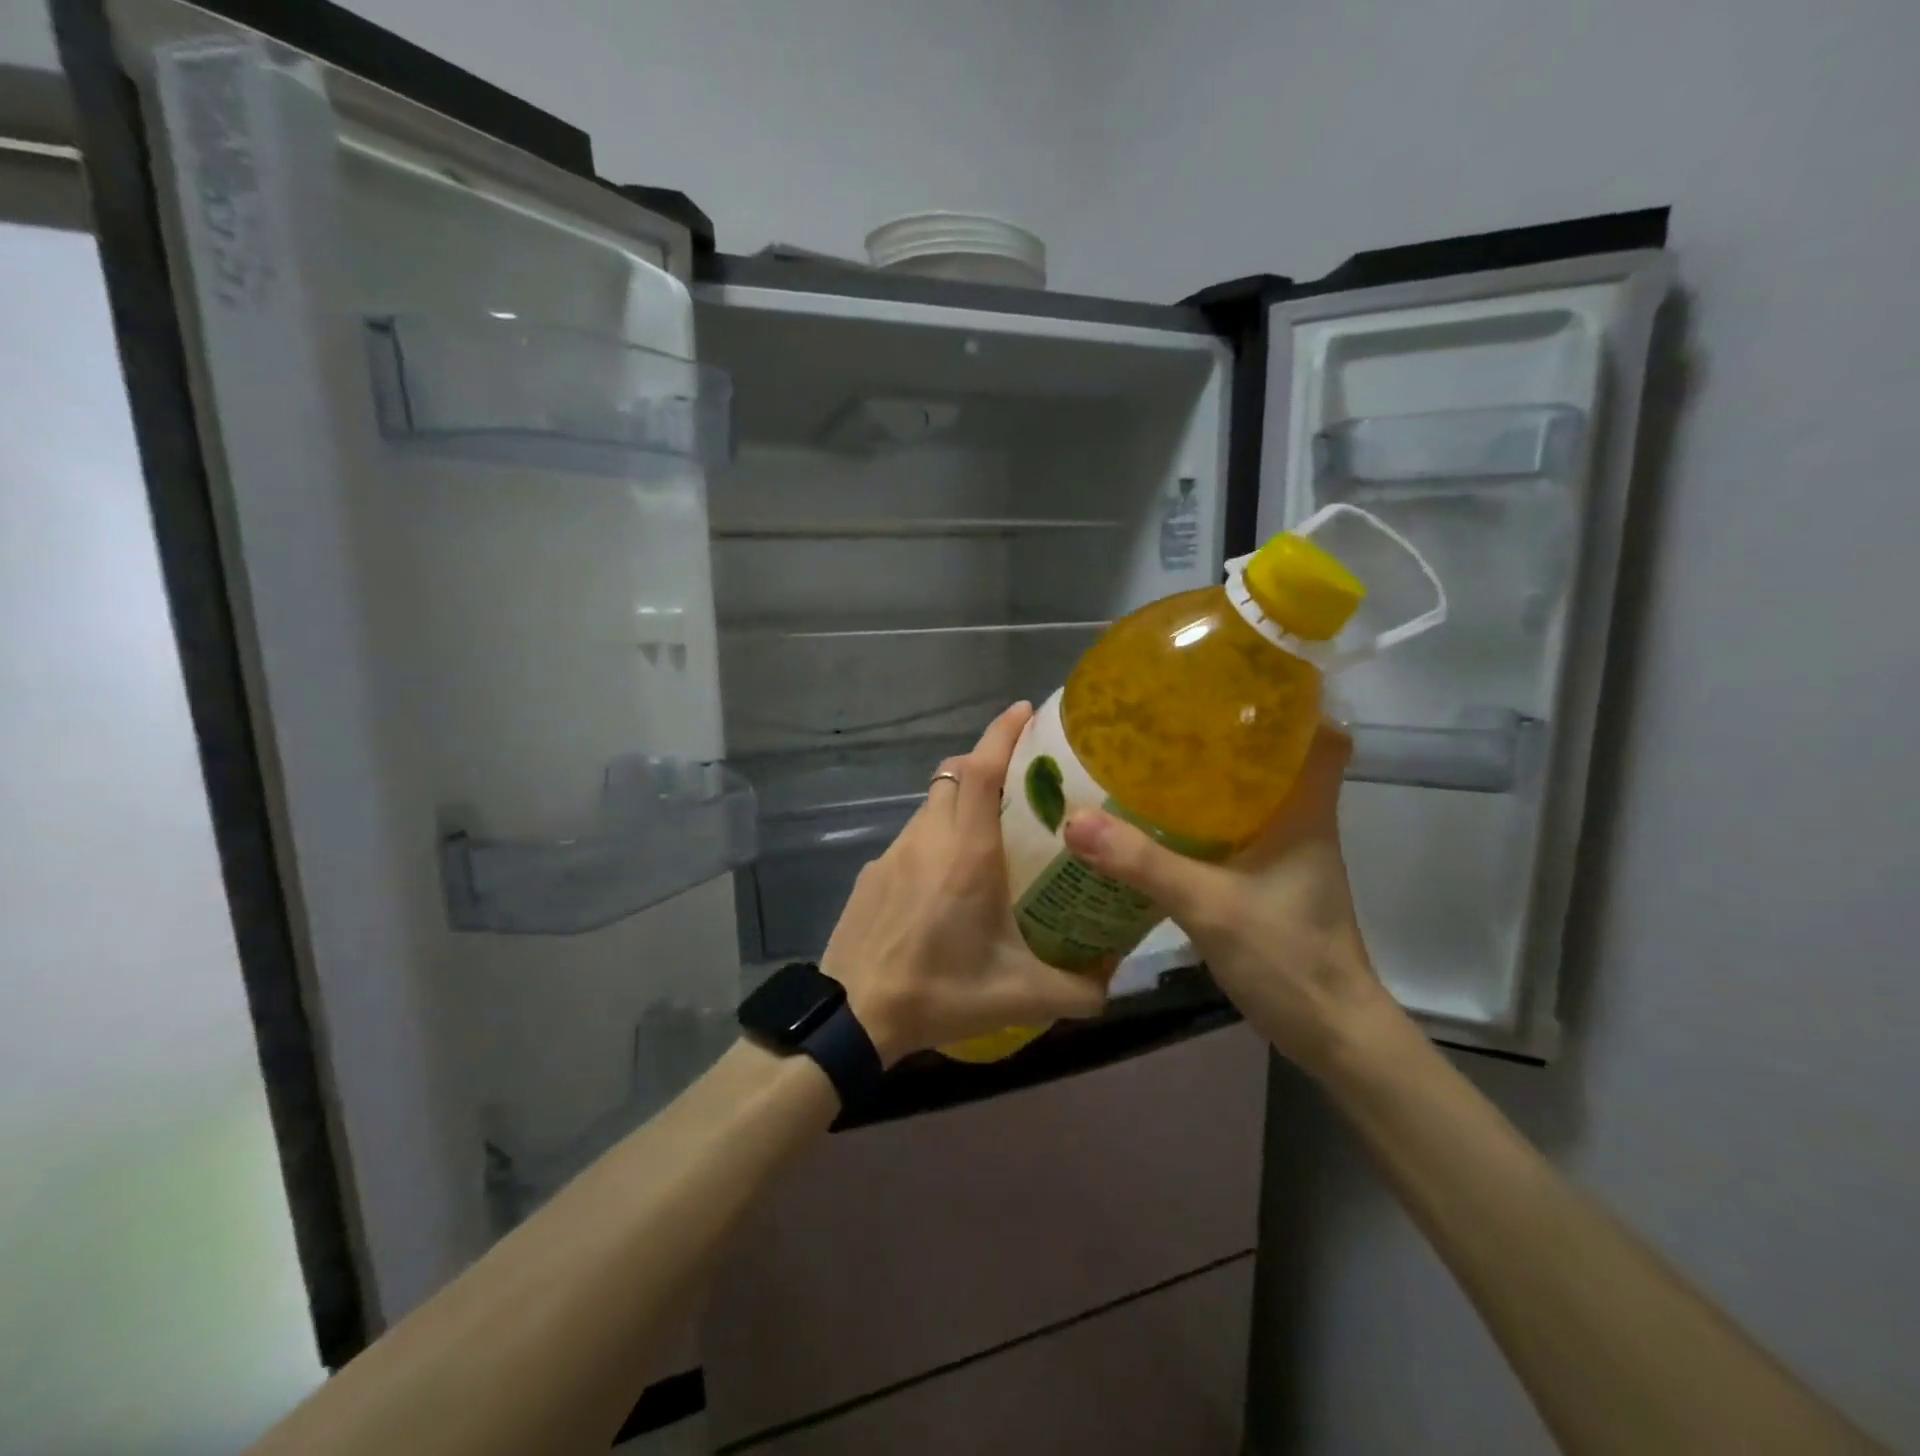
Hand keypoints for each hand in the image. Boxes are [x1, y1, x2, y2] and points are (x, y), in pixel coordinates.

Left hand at [821, 702, 1108, 1064]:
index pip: (982, 769)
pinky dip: (935, 838)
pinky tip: (946, 883)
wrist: (853, 1015)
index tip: (1025, 710)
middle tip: (1023, 782)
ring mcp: (893, 852)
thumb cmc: (940, 993)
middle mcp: (928, 838)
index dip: (1003, 733)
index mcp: (967, 852)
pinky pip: (912, 838)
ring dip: (960, 803)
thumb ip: (1079, 989)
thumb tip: (1114, 981)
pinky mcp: (871, 872)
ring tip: (990, 837)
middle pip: (955, 774)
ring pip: (932, 805)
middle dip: (987, 762)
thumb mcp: (1021, 996)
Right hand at [1060, 724, 1403, 1077]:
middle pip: (1276, 757)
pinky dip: (1203, 819)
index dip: (1292, 702)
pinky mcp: (1267, 881)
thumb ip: (1143, 863)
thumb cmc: (1288, 955)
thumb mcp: (1209, 904)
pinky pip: (1234, 832)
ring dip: (1214, 775)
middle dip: (1231, 732)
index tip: (1239, 680)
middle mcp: (1301, 822)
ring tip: (1155, 755)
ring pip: (1252, 795)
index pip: (1322, 734)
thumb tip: (1075, 820)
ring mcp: (1286, 854)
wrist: (1329, 1032)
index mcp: (1305, 811)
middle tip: (1173, 712)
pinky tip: (1158, 822)